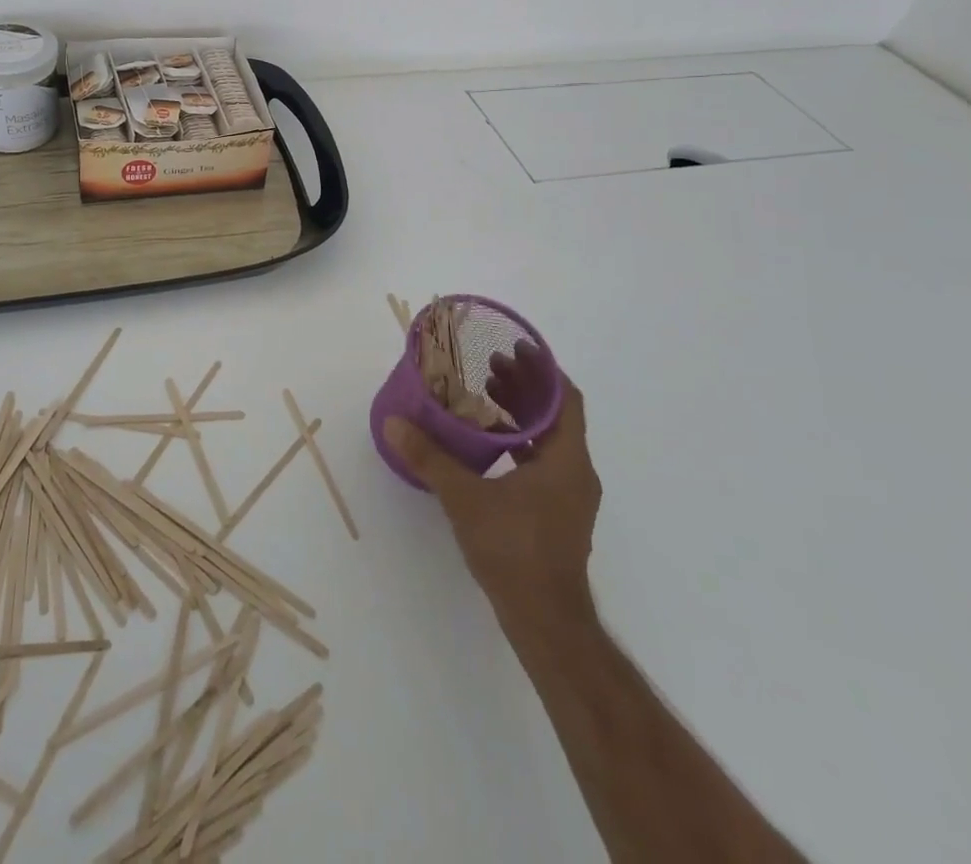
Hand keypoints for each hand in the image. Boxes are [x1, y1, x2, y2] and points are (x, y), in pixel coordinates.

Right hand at [383, 342, 600, 637]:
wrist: (545, 622)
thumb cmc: (514, 551)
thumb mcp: (466, 499)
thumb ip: (430, 458)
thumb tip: (394, 422)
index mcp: (567, 460)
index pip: (566, 398)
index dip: (543, 369)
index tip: (514, 348)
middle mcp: (576, 472)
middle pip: (557, 415)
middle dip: (525, 387)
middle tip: (489, 366)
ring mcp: (570, 496)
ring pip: (550, 440)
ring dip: (522, 415)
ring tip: (485, 396)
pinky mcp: (559, 514)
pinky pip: (543, 462)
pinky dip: (520, 443)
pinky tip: (488, 445)